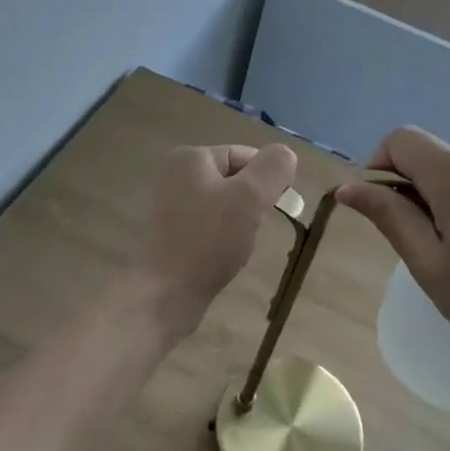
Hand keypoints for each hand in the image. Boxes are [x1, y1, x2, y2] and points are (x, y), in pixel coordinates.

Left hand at [132, 142, 297, 342]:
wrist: (164, 295)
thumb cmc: (208, 240)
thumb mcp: (250, 197)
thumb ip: (273, 168)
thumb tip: (285, 154)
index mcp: (191, 158)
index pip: (245, 155)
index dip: (267, 179)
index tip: (276, 208)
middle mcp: (176, 175)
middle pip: (235, 180)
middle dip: (252, 203)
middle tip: (254, 227)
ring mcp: (171, 206)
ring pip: (225, 205)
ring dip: (240, 222)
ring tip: (237, 246)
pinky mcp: (171, 234)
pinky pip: (210, 226)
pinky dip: (222, 238)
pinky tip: (223, 257)